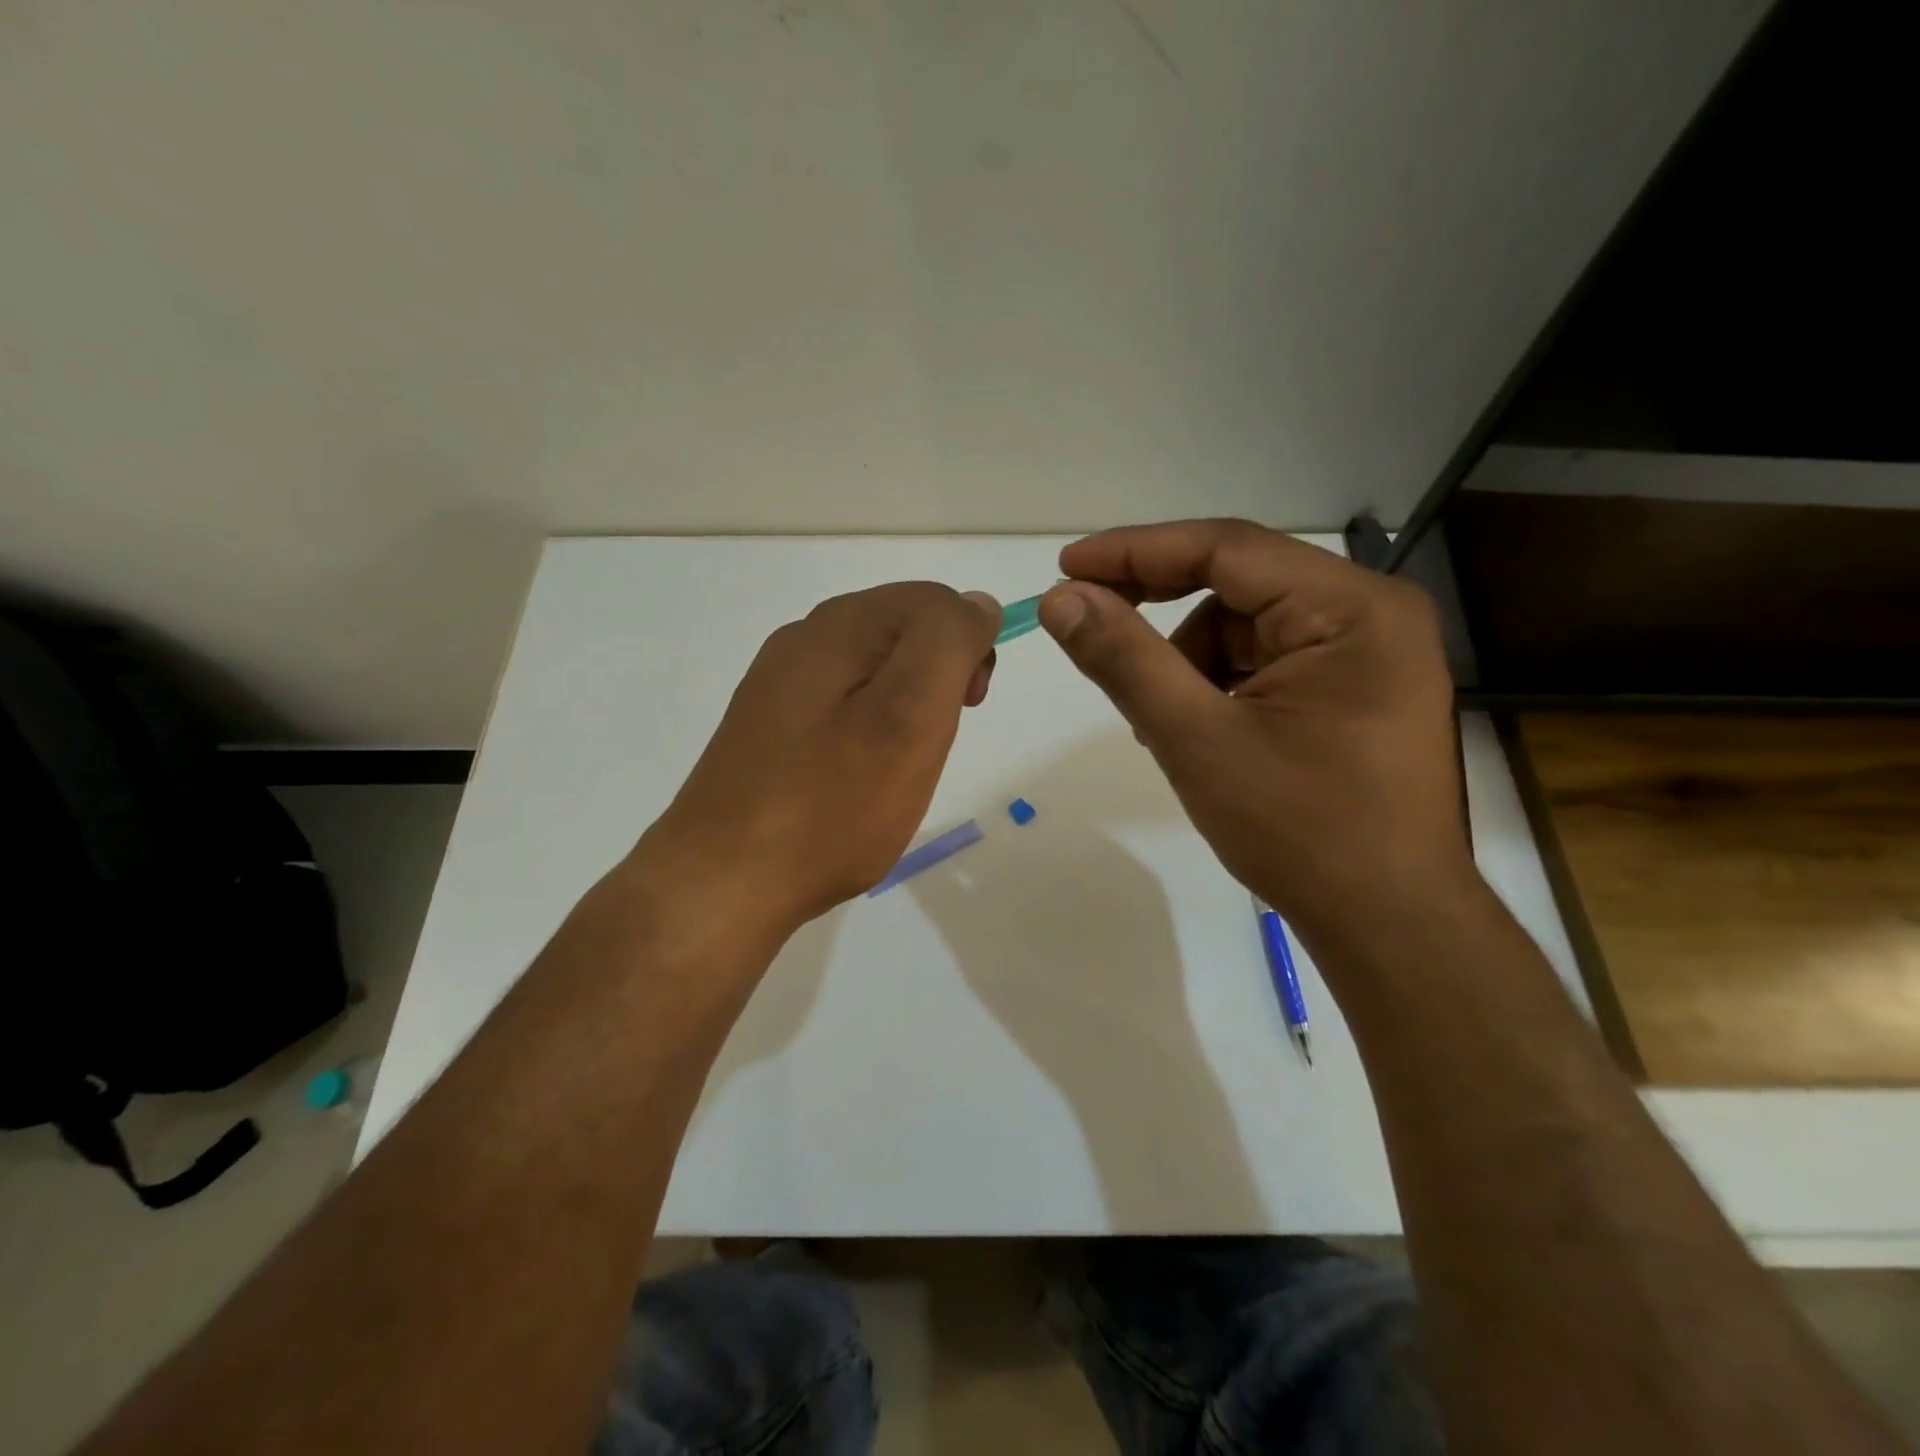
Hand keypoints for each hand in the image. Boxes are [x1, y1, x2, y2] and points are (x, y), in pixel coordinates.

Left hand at [642, 582, 999, 938]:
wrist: (723, 882)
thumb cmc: (831, 804)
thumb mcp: (909, 715)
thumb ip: (948, 643)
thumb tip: (975, 604)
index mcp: (839, 625)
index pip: (934, 601)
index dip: (967, 647)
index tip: (967, 707)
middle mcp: (804, 639)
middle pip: (902, 632)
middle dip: (936, 680)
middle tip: (931, 745)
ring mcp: (780, 685)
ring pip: (875, 672)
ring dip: (904, 711)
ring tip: (895, 771)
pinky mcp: (770, 727)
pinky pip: (842, 707)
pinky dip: (868, 733)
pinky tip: (856, 780)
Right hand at [1040, 519, 1469, 942]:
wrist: (1388, 923)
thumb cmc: (1300, 831)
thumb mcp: (1196, 739)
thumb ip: (1125, 660)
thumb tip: (1061, 598)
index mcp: (1351, 608)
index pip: (1226, 548)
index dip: (1137, 552)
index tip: (1066, 566)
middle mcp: (1371, 612)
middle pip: (1239, 583)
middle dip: (1161, 608)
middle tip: (1092, 625)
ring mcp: (1369, 652)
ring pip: (1247, 625)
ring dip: (1191, 661)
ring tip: (1165, 724)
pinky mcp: (1357, 688)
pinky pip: (1268, 659)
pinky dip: (1221, 684)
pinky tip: (1202, 730)